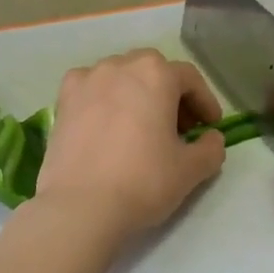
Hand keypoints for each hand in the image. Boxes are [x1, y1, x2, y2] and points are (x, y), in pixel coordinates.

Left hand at [31, 48, 226, 238]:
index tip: (210, 126)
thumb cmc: (143, 182)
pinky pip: (91, 90)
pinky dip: (104, 101)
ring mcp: (86, 81)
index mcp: (155, 74)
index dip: (205, 102)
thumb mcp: (191, 170)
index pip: (189, 79)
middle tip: (179, 128)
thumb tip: (211, 139)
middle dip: (170, 95)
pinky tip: (107, 127)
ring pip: (120, 77)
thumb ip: (211, 148)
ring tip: (141, 127)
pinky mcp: (62, 101)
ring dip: (136, 95)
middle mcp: (119, 66)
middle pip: (153, 72)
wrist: (80, 206)